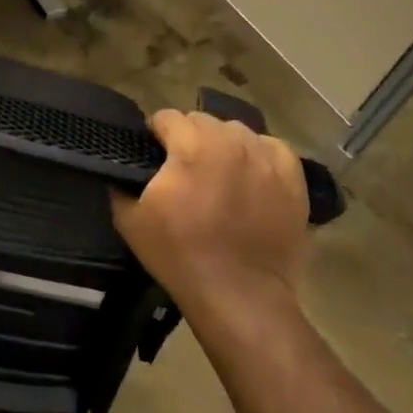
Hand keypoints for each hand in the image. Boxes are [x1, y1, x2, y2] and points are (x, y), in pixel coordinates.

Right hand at [111, 109, 310, 317]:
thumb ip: (120, 183)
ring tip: (217, 172)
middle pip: (202, 120)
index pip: (167, 117)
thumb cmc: (179, 255)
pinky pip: (271, 148)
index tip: (152, 156)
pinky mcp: (292, 179)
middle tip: (182, 169)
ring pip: (236, 131)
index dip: (155, 134)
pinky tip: (249, 175)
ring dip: (222, 144)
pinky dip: (257, 155)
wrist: (239, 294)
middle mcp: (230, 142)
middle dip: (188, 137)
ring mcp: (266, 158)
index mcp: (190, 146)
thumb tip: (121, 168)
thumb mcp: (130, 220)